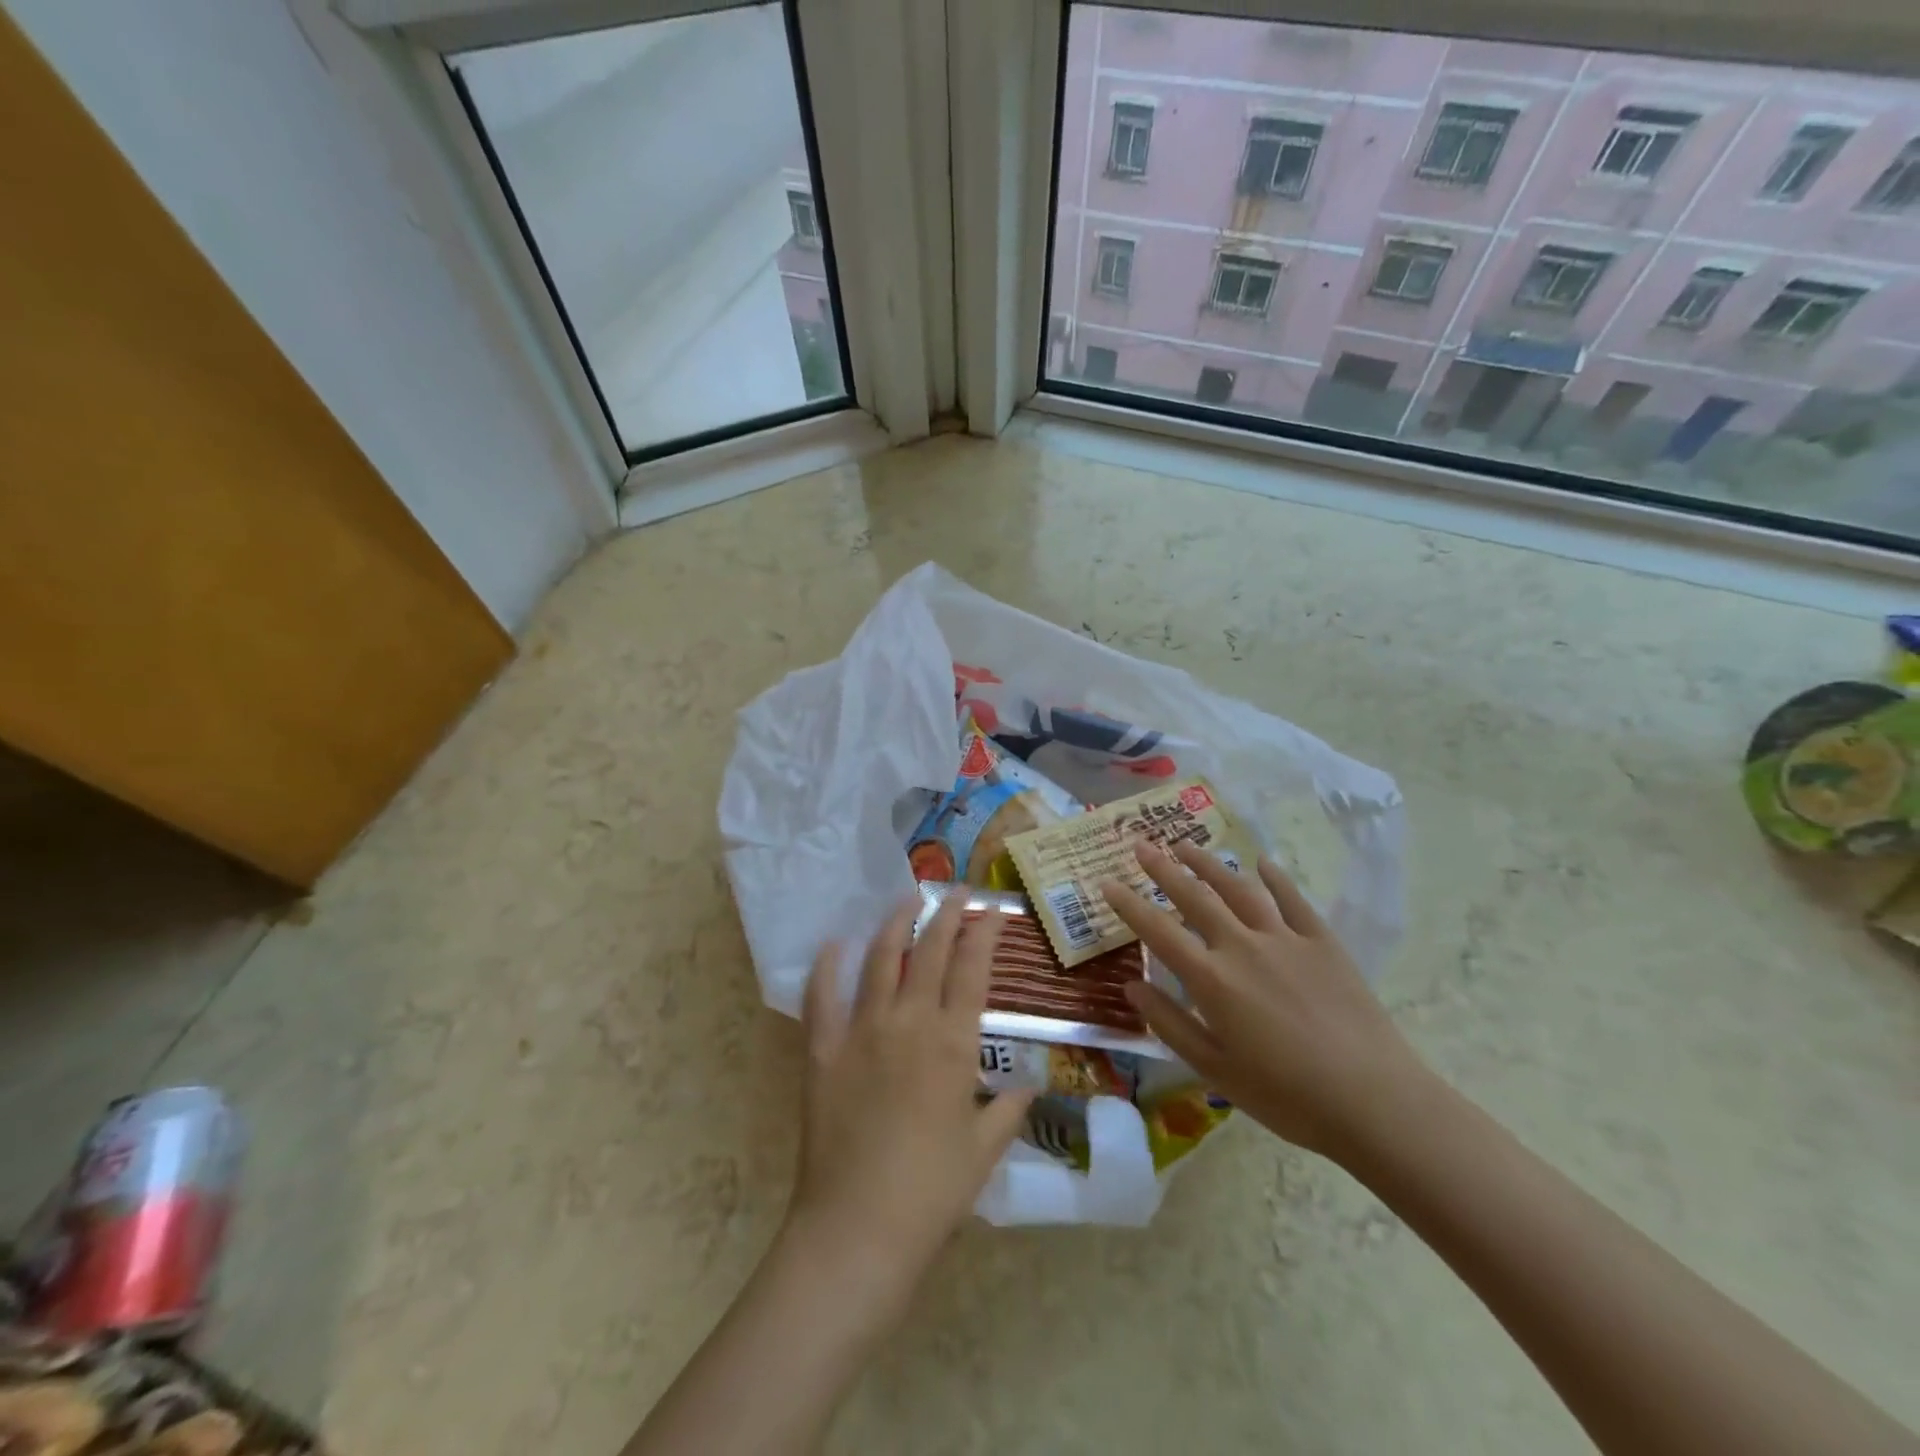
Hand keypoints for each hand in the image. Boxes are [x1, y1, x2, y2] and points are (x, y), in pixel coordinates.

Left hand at [786, 896, 1034, 1312]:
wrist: (858, 1229)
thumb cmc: (932, 1193)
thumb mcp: (984, 1151)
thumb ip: (1009, 1109)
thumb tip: (1031, 1082)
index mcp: (953, 1043)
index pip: (972, 970)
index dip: (983, 934)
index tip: (991, 909)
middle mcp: (909, 1022)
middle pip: (930, 952)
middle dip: (946, 915)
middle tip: (955, 891)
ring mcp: (861, 1032)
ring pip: (880, 960)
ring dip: (895, 924)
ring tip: (906, 900)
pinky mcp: (822, 1050)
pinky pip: (822, 997)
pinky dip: (826, 967)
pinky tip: (832, 944)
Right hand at [1101, 839, 1426, 1160]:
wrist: (1374, 1100)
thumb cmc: (1286, 1095)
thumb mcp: (1215, 1070)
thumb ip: (1169, 1023)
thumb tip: (1132, 986)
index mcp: (1212, 979)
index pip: (1158, 930)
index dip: (1129, 904)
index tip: (1108, 883)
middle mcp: (1242, 946)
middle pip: (1195, 896)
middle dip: (1163, 868)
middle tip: (1142, 844)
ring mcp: (1285, 939)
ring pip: (1239, 888)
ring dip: (1209, 863)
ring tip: (1186, 845)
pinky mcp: (1323, 942)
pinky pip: (1293, 900)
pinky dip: (1275, 878)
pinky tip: (1262, 863)